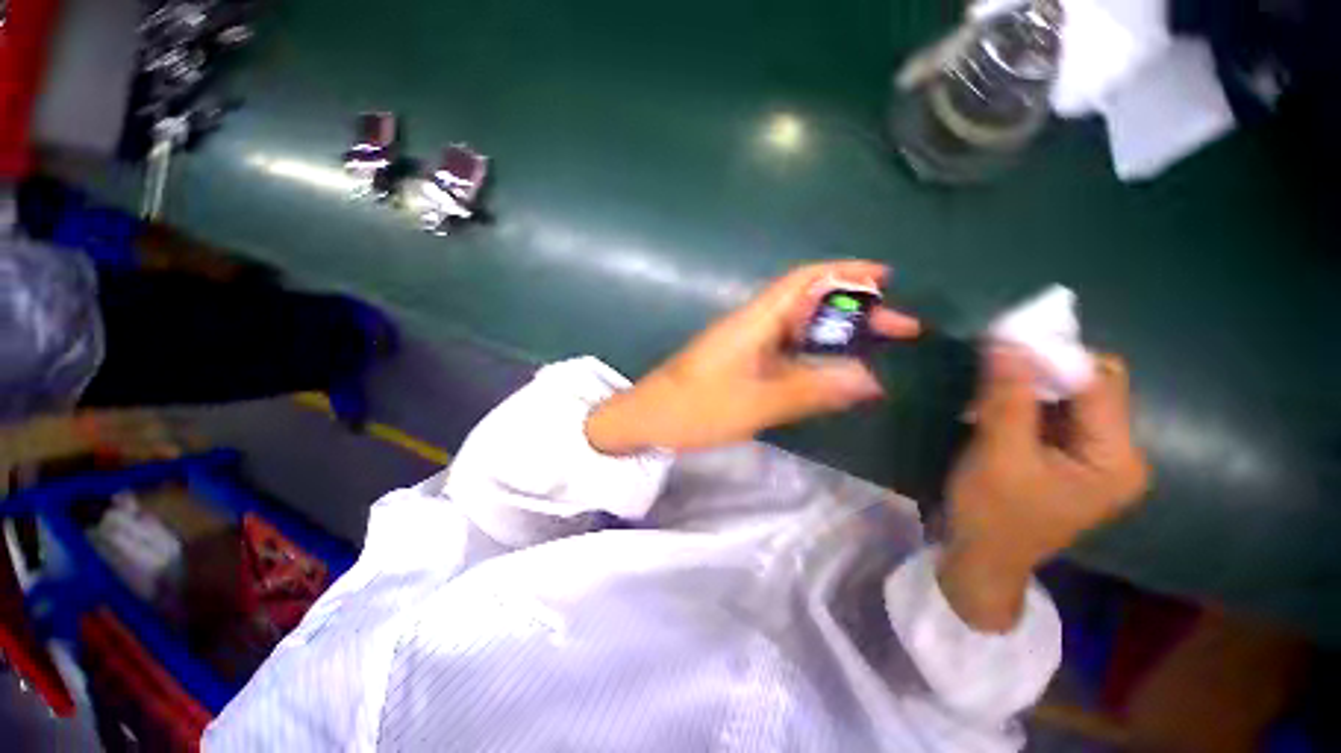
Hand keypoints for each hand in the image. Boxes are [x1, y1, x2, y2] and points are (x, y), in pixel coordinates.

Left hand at [585, 261, 920, 452]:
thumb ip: (813, 389)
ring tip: (877, 351)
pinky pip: (786, 352)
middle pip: (810, 304)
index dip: (845, 273)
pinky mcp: (742, 363)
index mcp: (755, 320)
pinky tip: (833, 373)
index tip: (886, 277)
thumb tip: (870, 380)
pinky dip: (814, 358)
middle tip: (900, 329)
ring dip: (837, 336)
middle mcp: (753, 324)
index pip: (805, 281)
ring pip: (800, 330)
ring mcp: (746, 344)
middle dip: (855, 311)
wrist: (650, 419)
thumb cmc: (697, 408)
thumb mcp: (759, 402)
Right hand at [939, 348, 1149, 631]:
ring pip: (1069, 395)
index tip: (1003, 339)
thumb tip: (1006, 342)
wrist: (980, 560)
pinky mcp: (1068, 456)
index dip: (1054, 356)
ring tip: (989, 380)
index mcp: (1116, 458)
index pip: (1099, 383)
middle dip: (1042, 368)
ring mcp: (1093, 454)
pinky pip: (1053, 412)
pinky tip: (995, 400)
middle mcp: (1117, 451)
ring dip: (1029, 382)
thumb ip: (1006, 400)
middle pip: (1090, 385)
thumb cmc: (991, 516)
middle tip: (992, 361)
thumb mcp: (997, 457)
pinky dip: (1024, 398)